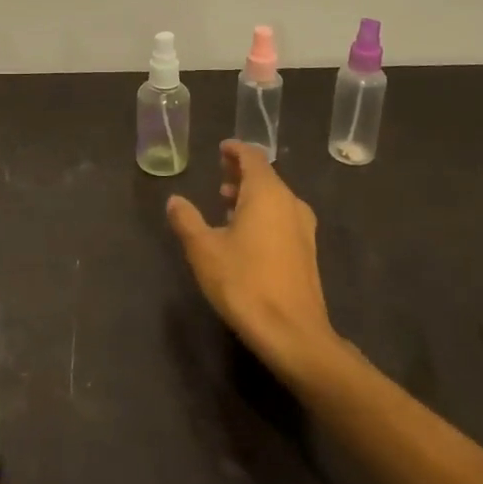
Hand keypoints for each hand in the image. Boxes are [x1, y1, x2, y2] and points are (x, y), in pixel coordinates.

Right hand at [167, 140, 339, 384]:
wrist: (293, 334)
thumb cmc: (244, 283)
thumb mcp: (203, 249)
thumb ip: (187, 220)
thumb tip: (175, 200)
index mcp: (267, 194)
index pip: (252, 158)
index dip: (235, 151)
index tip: (221, 149)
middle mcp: (290, 203)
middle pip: (266, 177)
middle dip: (241, 174)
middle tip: (219, 175)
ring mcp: (303, 229)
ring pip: (275, 199)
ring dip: (251, 196)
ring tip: (226, 203)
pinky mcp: (307, 252)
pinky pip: (282, 218)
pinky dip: (263, 214)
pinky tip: (245, 234)